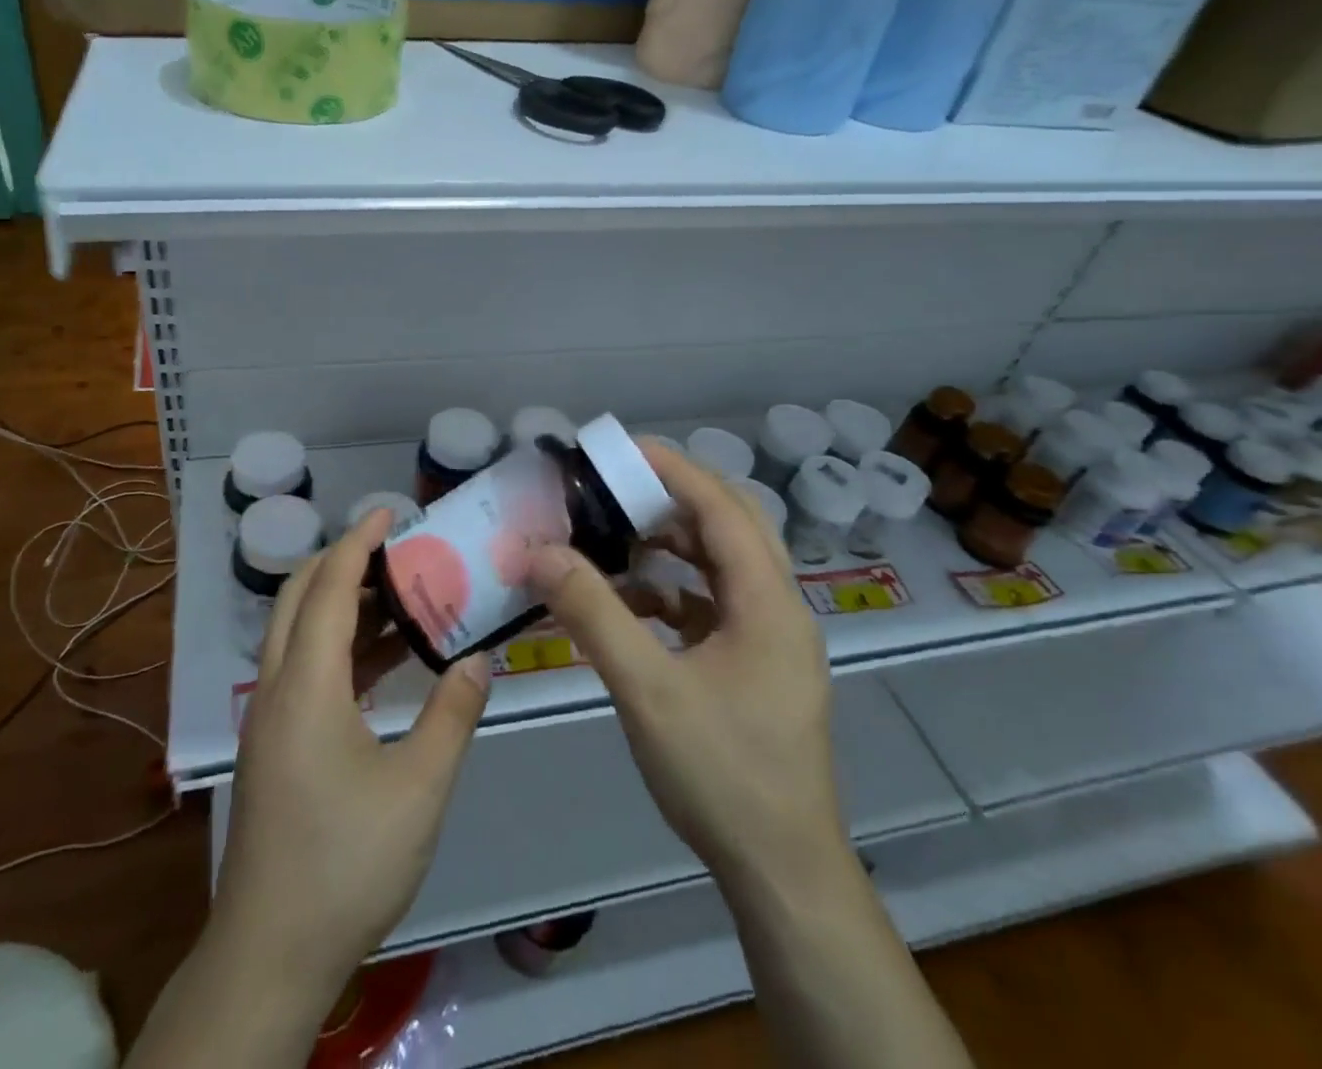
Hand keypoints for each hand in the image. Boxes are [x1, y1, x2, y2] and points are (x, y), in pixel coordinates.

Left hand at [212, 509, 491, 999]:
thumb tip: (479, 659)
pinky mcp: (274, 745)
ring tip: (398, 594)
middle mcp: (278, 688)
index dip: (358, 542)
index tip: (389, 512)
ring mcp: (270, 718)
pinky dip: (338, 647)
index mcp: (306, 685)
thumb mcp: (418, 789)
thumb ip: (451, 715)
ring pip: (297, 634)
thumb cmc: (346, 863)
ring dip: (340, 604)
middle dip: (341, 561)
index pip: (328, 587)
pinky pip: (303, 670)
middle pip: (298, 598)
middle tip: (394, 548)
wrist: (270, 953)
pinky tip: (382, 662)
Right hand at [526, 443, 847, 889]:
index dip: (672, 469)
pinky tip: (628, 604)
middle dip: (669, 498)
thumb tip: (540, 551)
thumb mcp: (647, 688)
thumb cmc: (722, 773)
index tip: (618, 448)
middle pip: (728, 525)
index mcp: (768, 601)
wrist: (782, 873)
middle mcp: (778, 607)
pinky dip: (671, 591)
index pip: (722, 506)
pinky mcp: (756, 665)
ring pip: (720, 565)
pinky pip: (712, 604)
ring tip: (612, 536)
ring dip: (669, 545)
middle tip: (611, 486)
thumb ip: (593, 613)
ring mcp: (770, 638)